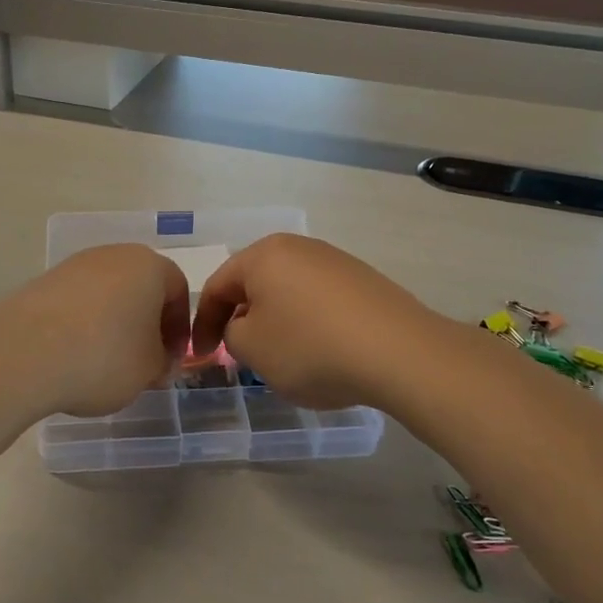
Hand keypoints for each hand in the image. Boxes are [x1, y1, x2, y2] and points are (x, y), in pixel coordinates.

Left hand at [0, 245, 189, 417]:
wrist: (25, 354)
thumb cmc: (105, 356)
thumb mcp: (149, 369)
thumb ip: (163, 362)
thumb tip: (159, 359)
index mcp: (149, 266)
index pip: (178, 291)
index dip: (179, 328)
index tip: (171, 359)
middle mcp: (113, 255)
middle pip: (140, 287)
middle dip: (146, 322)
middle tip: (143, 359)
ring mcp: (73, 266)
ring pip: (107, 293)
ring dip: (113, 322)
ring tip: (105, 360)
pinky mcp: (42, 282)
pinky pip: (76, 303)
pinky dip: (82, 325)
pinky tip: (74, 354)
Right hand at [189, 234, 438, 408]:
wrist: (399, 352)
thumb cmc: (310, 347)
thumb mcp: (253, 349)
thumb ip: (232, 334)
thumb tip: (244, 326)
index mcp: (264, 255)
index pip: (218, 286)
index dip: (204, 323)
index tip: (203, 355)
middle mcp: (299, 248)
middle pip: (255, 283)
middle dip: (242, 317)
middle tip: (238, 351)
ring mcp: (336, 261)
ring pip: (289, 291)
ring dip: (276, 320)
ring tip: (281, 355)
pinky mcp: (364, 281)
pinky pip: (320, 301)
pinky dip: (309, 323)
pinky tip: (321, 350)